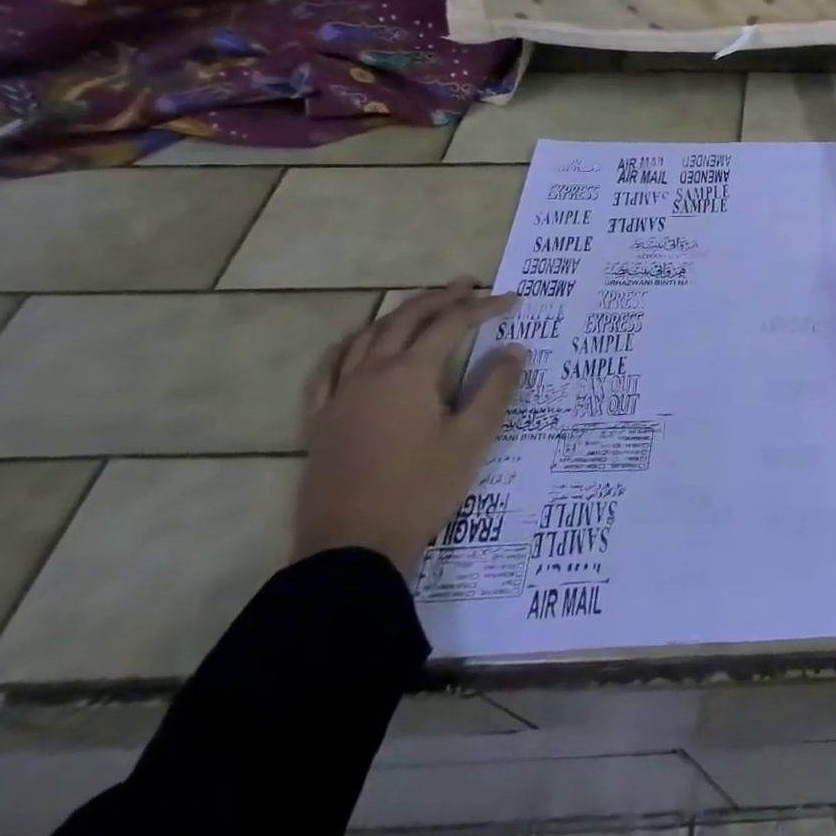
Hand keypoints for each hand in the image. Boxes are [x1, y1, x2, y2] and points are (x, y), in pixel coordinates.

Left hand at [294, 279, 526, 576]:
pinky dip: (348, 346)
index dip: (483, 308)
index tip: (513, 300)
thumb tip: (515, 348)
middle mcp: (370, 374)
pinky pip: (327, 369)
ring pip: (366, 337)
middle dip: (440, 298)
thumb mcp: (471, 439)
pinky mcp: (319, 422)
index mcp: (408, 375)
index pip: (451, 325)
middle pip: (406, 320)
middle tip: (468, 285)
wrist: (352, 550)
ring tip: (422, 307)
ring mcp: (338, 396)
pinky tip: (355, 344)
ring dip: (399, 315)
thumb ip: (495, 388)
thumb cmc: (421, 490)